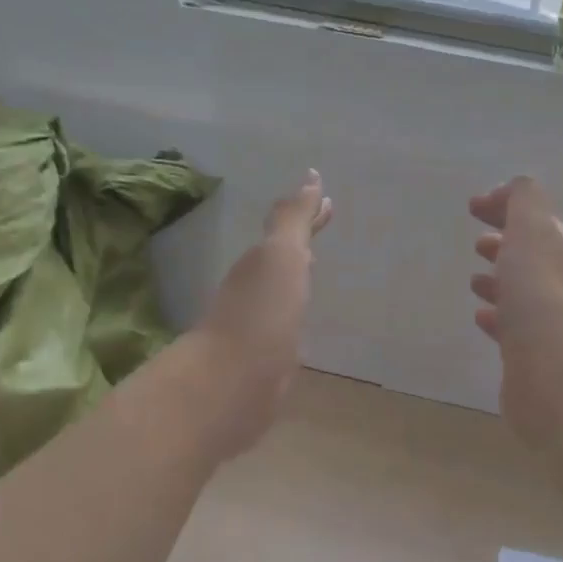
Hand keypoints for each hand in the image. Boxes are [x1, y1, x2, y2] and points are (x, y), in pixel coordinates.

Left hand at [191, 171, 333, 458]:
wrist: (233, 383)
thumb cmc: (261, 312)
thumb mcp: (280, 256)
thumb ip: (293, 220)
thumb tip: (310, 179)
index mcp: (261, 264)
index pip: (288, 231)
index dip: (309, 216)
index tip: (329, 201)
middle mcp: (256, 290)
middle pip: (284, 257)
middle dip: (302, 241)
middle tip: (324, 226)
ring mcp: (260, 326)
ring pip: (283, 290)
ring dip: (297, 275)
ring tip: (315, 267)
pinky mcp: (267, 361)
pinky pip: (287, 324)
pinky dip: (297, 312)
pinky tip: (303, 320)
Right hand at [470, 176, 562, 446]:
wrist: (555, 374)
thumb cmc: (540, 296)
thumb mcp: (532, 231)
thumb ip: (525, 201)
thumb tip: (516, 188)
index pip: (537, 219)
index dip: (507, 206)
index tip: (473, 206)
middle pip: (533, 255)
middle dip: (507, 243)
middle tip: (478, 242)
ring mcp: (551, 321)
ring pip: (523, 291)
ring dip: (501, 279)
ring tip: (475, 279)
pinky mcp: (534, 355)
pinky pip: (513, 327)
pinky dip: (497, 316)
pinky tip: (481, 317)